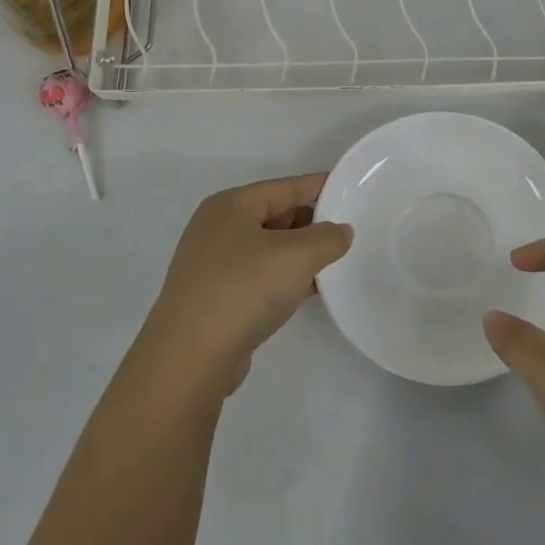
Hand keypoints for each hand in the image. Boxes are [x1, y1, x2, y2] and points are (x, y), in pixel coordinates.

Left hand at [144, 173, 353, 396]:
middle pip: (276, 214)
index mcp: (232, 205)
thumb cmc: (244, 289)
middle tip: (350, 234)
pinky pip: (260, 276)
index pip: (287, 187)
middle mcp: (218, 228)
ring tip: (337, 263)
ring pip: (269, 248)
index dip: (321, 187)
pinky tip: (311, 291)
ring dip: (301, 255)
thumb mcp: (297, 255)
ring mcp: (213, 264)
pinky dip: (285, 278)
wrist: (191, 357)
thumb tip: (340, 232)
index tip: (353, 191)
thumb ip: (327, 238)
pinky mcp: (216, 296)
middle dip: (312, 224)